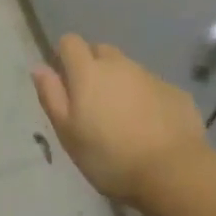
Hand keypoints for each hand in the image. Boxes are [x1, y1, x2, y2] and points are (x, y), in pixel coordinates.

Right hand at [32, 34, 208, 205]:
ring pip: (128, 70)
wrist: (174, 173)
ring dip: (122, 85)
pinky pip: (153, 88)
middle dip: (94, 68)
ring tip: (124, 120)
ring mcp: (150, 76)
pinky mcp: (175, 92)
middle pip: (101, 52)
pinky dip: (147, 100)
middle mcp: (119, 64)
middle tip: (94, 103)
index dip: (64, 57)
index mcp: (88, 71)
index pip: (70, 42)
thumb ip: (51, 96)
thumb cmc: (110, 157)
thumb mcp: (68, 133)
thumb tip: (40, 67)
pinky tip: (151, 129)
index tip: (66, 83)